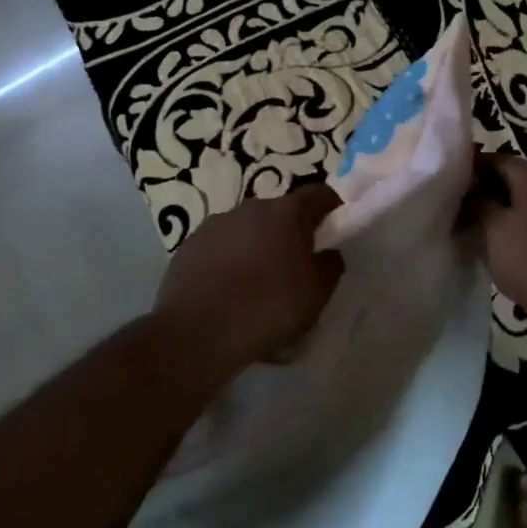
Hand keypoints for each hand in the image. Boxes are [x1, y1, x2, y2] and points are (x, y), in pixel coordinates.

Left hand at [154, 183, 343, 376]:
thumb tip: (327, 253)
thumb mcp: (317, 293)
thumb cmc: (268, 308)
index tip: (336, 227)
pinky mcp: (189, 245)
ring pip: (247, 229)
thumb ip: (330, 265)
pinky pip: (220, 247)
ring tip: (258, 282)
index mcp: (286, 212)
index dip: (331, 207)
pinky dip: (228, 260)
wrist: (197, 333)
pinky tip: (227, 291)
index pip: (319, 194)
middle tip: (296, 264)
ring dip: (257, 246)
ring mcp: (215, 224)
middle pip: (280, 212)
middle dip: (291, 232)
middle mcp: (251, 208)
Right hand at [469, 156, 526, 343]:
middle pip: (511, 180)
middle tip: (456, 199)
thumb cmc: (526, 256)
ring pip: (518, 203)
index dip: (475, 164)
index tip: (451, 175)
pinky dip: (507, 226)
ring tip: (467, 221)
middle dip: (483, 187)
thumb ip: (479, 201)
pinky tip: (489, 242)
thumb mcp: (493, 226)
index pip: (501, 159)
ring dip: (494, 209)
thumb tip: (471, 189)